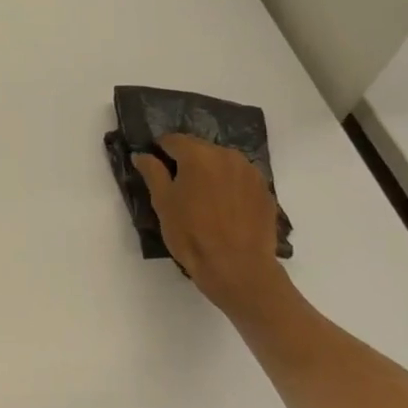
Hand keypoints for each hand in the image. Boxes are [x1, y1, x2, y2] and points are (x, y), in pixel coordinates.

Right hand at [134, 134, 291, 317]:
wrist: (238, 268)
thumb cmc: (191, 234)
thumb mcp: (163, 203)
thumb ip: (152, 172)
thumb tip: (142, 154)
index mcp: (199, 155)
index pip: (173, 140)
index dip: (160, 150)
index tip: (154, 166)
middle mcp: (227, 155)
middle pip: (200, 148)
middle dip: (186, 160)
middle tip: (177, 185)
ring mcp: (250, 172)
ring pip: (222, 162)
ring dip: (210, 172)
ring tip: (202, 197)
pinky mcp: (265, 191)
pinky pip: (240, 179)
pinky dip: (229, 185)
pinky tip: (224, 208)